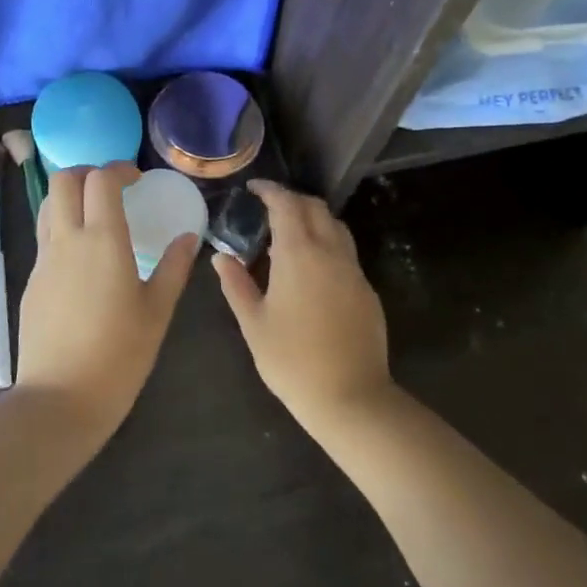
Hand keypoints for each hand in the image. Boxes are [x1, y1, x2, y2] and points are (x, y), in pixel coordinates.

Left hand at [14, 163, 199, 439]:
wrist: (60, 398)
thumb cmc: (119, 355)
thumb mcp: (157, 311)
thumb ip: (173, 267)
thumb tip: (188, 237)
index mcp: (103, 240)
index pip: (101, 179)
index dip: (119, 169)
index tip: (137, 179)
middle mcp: (68, 239)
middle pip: (64, 180)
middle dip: (87, 172)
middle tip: (112, 189)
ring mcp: (44, 260)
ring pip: (48, 204)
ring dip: (70, 196)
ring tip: (95, 215)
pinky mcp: (32, 280)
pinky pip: (45, 237)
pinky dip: (62, 226)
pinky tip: (82, 256)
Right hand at [211, 180, 394, 437]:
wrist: (351, 397)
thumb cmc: (292, 360)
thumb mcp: (253, 323)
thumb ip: (236, 284)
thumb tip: (220, 257)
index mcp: (299, 253)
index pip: (286, 204)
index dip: (269, 190)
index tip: (253, 189)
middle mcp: (330, 251)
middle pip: (315, 207)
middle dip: (291, 200)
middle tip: (268, 209)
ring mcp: (353, 270)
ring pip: (335, 226)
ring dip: (312, 218)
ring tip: (289, 234)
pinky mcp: (366, 289)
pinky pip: (345, 251)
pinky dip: (327, 243)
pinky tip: (311, 268)